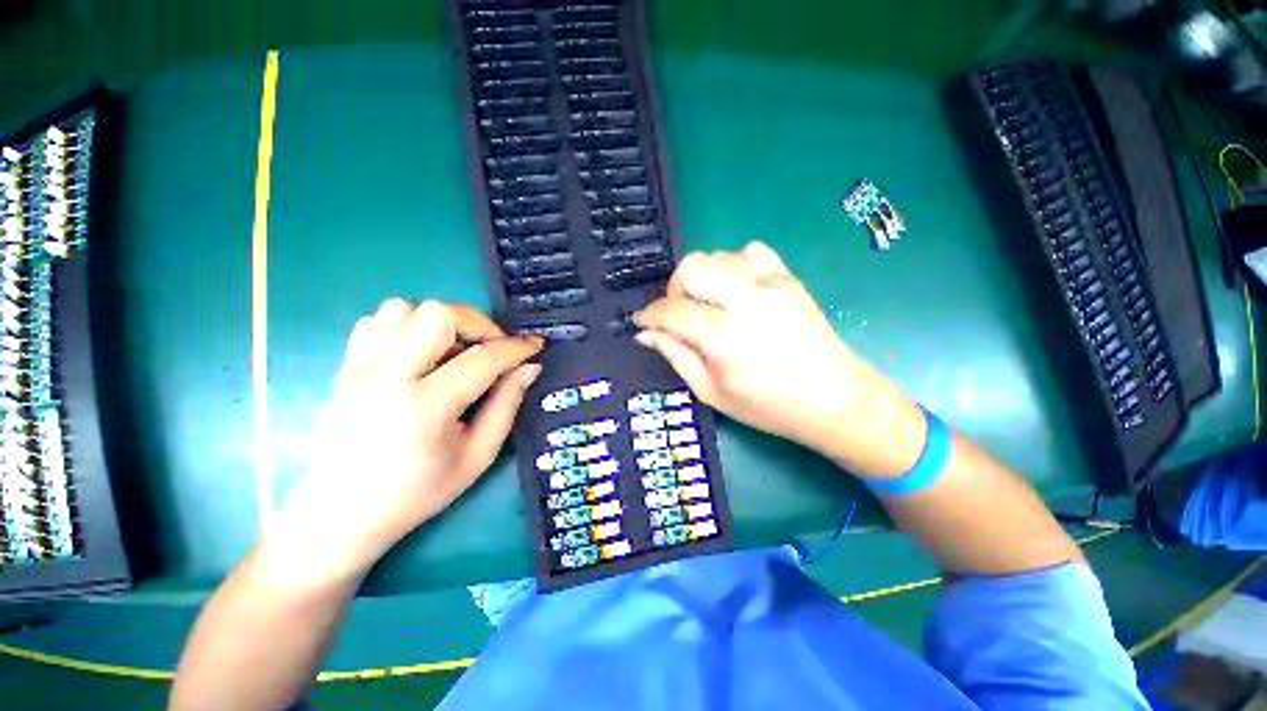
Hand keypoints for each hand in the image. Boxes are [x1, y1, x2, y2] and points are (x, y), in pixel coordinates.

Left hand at [274, 299, 542, 575]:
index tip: (535, 346)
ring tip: (456, 350)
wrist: (340, 512)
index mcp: (426, 407)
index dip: (516, 348)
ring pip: (405, 308)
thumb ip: (507, 405)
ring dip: (442, 322)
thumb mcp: (477, 455)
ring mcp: (360, 367)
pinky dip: (408, 325)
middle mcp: (388, 376)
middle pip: (439, 314)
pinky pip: (378, 321)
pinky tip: (421, 352)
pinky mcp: (345, 365)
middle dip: (479, 324)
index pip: (483, 358)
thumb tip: (529, 367)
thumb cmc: (417, 491)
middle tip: (493, 348)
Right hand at [634, 242, 924, 477]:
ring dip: (703, 279)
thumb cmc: (768, 406)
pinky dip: (733, 267)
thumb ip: (676, 355)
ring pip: (717, 255)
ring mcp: (771, 283)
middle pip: (692, 266)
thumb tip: (647, 333)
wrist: (834, 399)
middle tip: (680, 315)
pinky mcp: (788, 278)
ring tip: (709, 305)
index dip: (649, 315)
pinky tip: (737, 291)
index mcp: (723, 335)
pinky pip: (750, 252)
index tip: (642, 322)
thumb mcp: (711, 391)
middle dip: (674, 289)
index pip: (671, 310)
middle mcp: (746, 299)